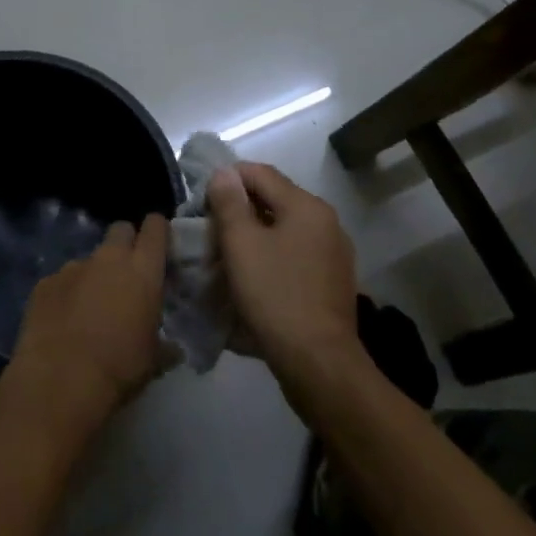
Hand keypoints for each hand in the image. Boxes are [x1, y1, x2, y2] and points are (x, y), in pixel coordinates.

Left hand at [6, 215, 168, 436]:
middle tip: (126, 274)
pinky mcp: (45, 282)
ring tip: (89, 309)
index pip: (155, 227)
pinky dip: (65, 294)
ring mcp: (73, 267)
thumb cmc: (119, 368)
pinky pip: (61, 280)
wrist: (60, 380)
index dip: (157, 230)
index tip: (159, 245)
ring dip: (93, 275)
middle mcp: (108, 258)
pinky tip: (62, 322)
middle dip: (125, 244)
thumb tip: (173, 349)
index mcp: (142, 270)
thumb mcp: (153, 360)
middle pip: (120, 230)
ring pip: (89, 258)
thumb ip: (164, 345)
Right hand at [208, 164, 359, 382]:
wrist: (319, 363)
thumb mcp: (241, 245)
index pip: (260, 173)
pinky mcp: (332, 282)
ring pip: (284, 230)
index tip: (201, 201)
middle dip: (239, 210)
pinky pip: (295, 256)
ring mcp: (333, 254)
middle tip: (209, 231)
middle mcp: (326, 222)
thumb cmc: (275, 296)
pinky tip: (253, 279)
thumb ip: (229, 203)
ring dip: (254, 235)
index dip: (227, 179)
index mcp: (307, 206)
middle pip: (274, 200)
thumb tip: (224, 173)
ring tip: (226, 256)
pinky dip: (271, 257)